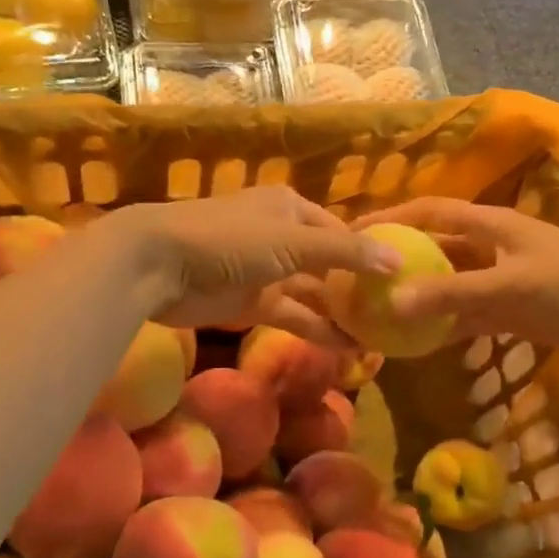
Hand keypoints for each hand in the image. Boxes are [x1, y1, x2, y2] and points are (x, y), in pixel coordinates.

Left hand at [107, 187, 396, 346]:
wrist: (157, 265)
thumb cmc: (228, 240)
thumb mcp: (293, 242)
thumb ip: (346, 253)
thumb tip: (398, 261)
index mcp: (292, 209)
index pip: (341, 231)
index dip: (370, 254)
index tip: (401, 280)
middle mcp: (282, 236)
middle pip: (329, 264)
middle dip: (357, 289)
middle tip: (393, 316)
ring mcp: (266, 271)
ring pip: (313, 294)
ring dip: (341, 314)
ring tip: (378, 338)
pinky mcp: (251, 302)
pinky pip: (293, 316)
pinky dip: (316, 330)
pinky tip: (346, 348)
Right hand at [357, 197, 558, 353]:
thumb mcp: (511, 285)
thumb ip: (452, 293)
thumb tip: (392, 302)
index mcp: (490, 225)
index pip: (429, 212)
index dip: (392, 217)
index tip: (354, 231)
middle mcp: (490, 247)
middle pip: (435, 248)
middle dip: (400, 260)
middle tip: (360, 279)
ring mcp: (502, 279)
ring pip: (450, 284)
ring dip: (420, 296)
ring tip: (380, 311)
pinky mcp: (514, 310)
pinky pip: (470, 314)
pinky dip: (446, 324)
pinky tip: (419, 341)